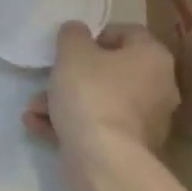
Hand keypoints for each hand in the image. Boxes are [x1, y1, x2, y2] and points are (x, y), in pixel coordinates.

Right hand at [24, 21, 179, 157]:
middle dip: (73, 74)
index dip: (97, 34)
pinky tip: (38, 125)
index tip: (71, 45)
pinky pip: (97, 126)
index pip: (129, 33)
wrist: (103, 159)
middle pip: (111, 71)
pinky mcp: (129, 148)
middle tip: (48, 77)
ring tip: (33, 107)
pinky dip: (70, 123)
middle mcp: (158, 88)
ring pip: (100, 100)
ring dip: (65, 100)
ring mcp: (145, 122)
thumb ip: (73, 34)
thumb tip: (77, 31)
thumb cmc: (92, 93)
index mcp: (153, 58)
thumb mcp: (73, 52)